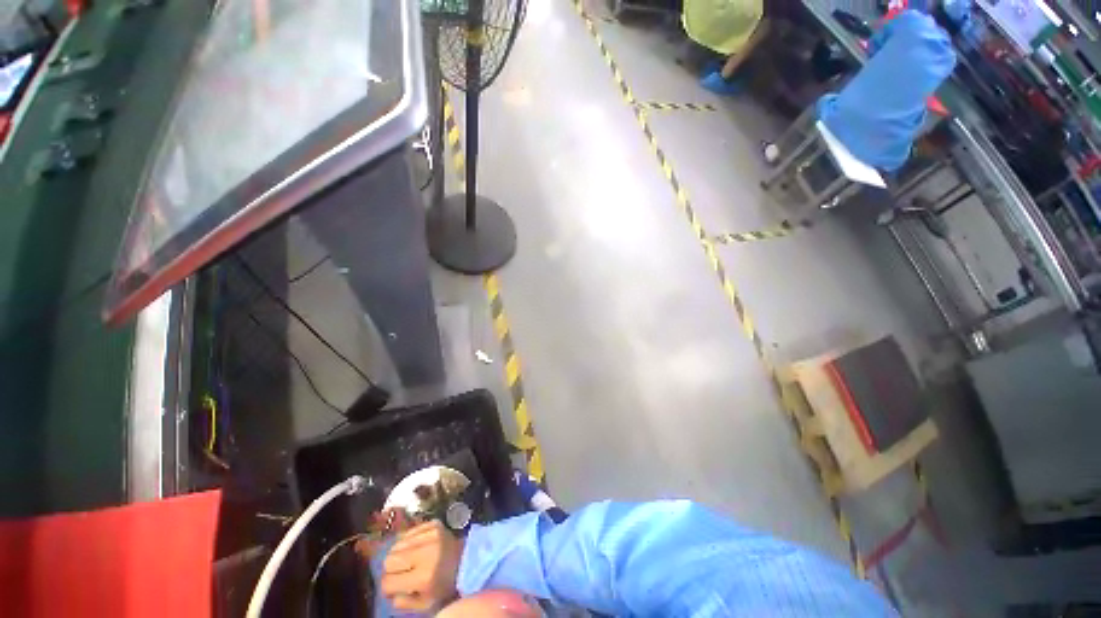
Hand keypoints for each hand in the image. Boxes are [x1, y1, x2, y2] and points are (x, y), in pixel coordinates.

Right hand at [380, 520, 464, 611]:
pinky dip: (408, 541)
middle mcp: (426, 553)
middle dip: (391, 569)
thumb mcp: (424, 604)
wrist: (467, 561)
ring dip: (399, 554)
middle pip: (389, 560)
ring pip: (396, 544)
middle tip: (400, 573)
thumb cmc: (445, 586)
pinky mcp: (434, 524)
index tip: (392, 588)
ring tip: (409, 560)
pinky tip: (416, 548)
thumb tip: (387, 589)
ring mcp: (431, 535)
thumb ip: (401, 601)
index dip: (387, 587)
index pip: (388, 582)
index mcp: (423, 577)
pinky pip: (408, 531)